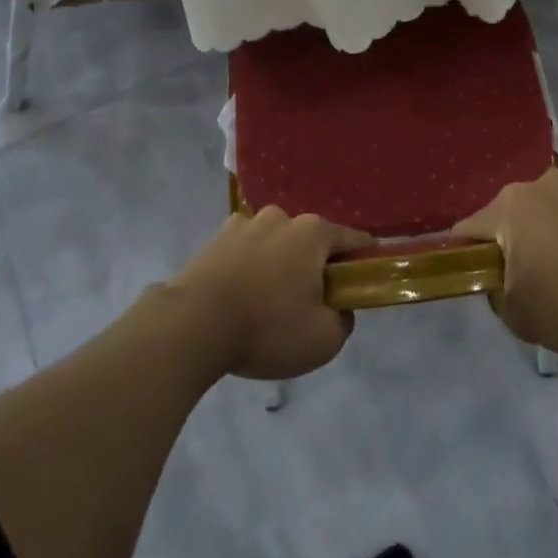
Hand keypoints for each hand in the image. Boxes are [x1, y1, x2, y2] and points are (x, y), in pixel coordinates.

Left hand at [166, 207, 373, 380]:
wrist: (192, 324)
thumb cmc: (267, 327)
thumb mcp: (323, 340)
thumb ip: (343, 321)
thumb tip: (340, 308)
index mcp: (314, 232)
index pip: (354, 240)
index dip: (364, 261)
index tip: (364, 283)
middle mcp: (282, 217)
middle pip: (312, 241)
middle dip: (315, 266)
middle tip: (310, 304)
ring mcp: (245, 223)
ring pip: (276, 243)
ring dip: (279, 264)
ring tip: (268, 303)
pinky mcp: (215, 238)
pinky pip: (245, 250)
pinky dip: (249, 267)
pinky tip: (240, 296)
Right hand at [452, 168, 557, 354]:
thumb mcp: (517, 316)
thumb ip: (495, 293)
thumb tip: (499, 280)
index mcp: (509, 208)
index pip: (469, 228)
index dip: (466, 252)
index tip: (476, 273)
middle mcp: (541, 183)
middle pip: (514, 212)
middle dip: (515, 238)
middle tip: (531, 274)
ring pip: (554, 206)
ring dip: (554, 228)